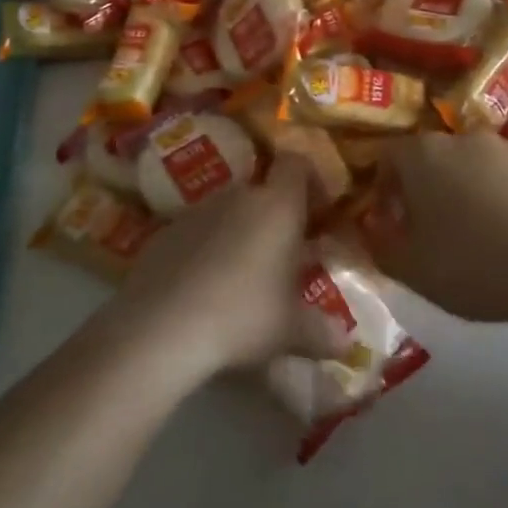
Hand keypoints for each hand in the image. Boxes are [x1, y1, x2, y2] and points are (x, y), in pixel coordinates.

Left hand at [102, 159, 352, 383]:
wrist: (160, 326)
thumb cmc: (242, 316)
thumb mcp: (290, 331)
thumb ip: (322, 332)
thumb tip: (347, 343)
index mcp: (277, 206)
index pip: (296, 164)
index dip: (309, 180)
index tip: (317, 211)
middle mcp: (239, 195)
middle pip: (262, 190)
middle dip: (274, 217)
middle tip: (283, 256)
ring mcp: (197, 210)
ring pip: (228, 211)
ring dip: (239, 233)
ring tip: (242, 277)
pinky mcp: (164, 231)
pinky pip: (197, 232)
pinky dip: (205, 249)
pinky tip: (203, 289)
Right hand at [383, 132, 507, 326]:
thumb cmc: (472, 267)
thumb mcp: (410, 270)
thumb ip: (380, 244)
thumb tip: (371, 229)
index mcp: (424, 156)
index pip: (390, 155)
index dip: (387, 185)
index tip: (395, 217)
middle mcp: (468, 138)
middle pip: (441, 156)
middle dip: (437, 185)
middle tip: (444, 227)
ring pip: (488, 163)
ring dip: (482, 187)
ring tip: (494, 231)